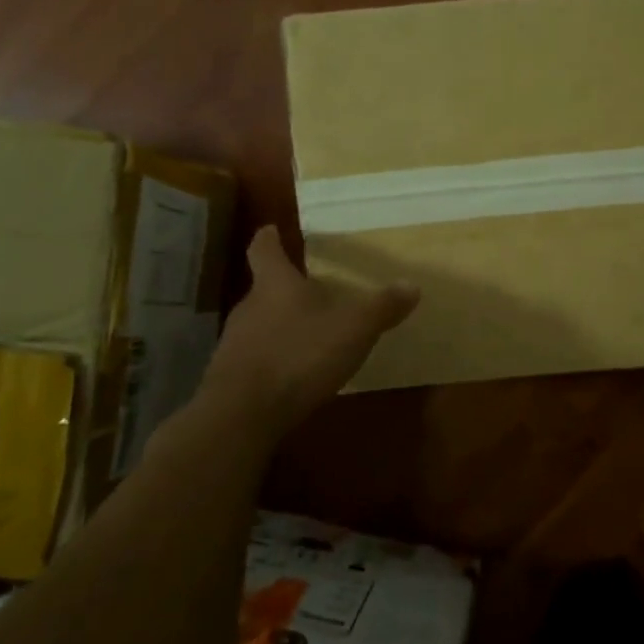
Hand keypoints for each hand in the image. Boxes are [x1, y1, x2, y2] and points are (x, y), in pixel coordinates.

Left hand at [203, 227, 417, 429]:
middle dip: (285, 289)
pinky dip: (275, 358)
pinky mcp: (231, 378)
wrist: (243, 414)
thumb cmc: (299, 356)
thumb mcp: (353, 329)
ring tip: (308, 333)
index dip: (269, 238)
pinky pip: (257, 358)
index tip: (270, 229)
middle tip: (310, 289)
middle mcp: (249, 307)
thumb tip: (412, 285)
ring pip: (260, 324)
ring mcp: (235, 344)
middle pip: (264, 289)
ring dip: (281, 326)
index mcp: (275, 285)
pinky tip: (295, 373)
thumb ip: (382, 307)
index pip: (264, 251)